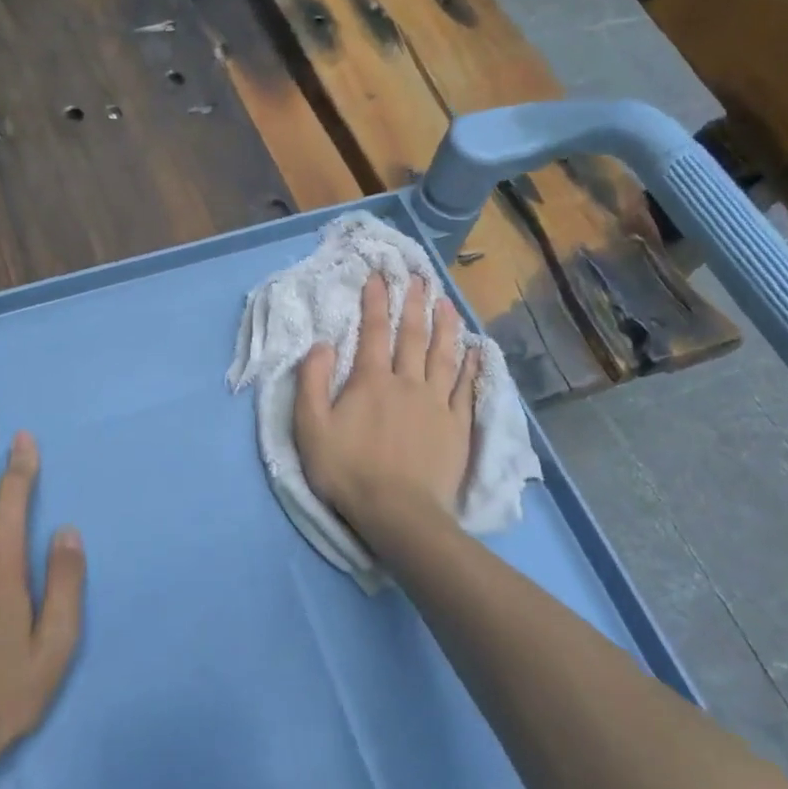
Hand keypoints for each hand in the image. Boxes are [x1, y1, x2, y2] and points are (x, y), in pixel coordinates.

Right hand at [294, 276, 478, 550]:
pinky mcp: (457, 425)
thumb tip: (322, 344)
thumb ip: (312, 383)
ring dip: (445, 325)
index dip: (376, 301)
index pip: (374, 331)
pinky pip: (465, 387)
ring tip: (446, 301)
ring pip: (443, 354)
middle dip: (414, 303)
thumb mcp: (311, 428)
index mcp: (371, 381)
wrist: (398, 512)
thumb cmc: (348, 471)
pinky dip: (471, 365)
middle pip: (413, 335)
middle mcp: (407, 383)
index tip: (379, 275)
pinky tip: (475, 349)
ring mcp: (436, 403)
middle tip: (419, 277)